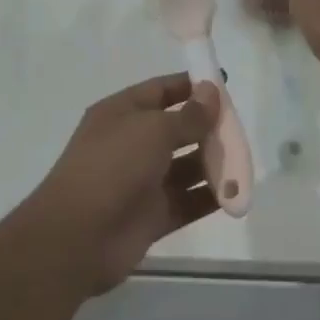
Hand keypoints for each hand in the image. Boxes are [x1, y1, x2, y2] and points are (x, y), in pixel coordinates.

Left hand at [18, 74, 222, 294]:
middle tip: (240, 128)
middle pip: (177, 129)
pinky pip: (187, 201)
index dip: (191, 85)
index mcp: (122, 113)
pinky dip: (210, 196)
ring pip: (186, 166)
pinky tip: (236, 192)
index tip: (224, 83)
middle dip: (208, 127)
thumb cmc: (112, 166)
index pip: (161, 90)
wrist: (76, 237)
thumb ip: (188, 115)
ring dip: (213, 163)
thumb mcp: (153, 130)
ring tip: (243, 161)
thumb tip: (211, 92)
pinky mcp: (152, 216)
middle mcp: (131, 143)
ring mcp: (141, 181)